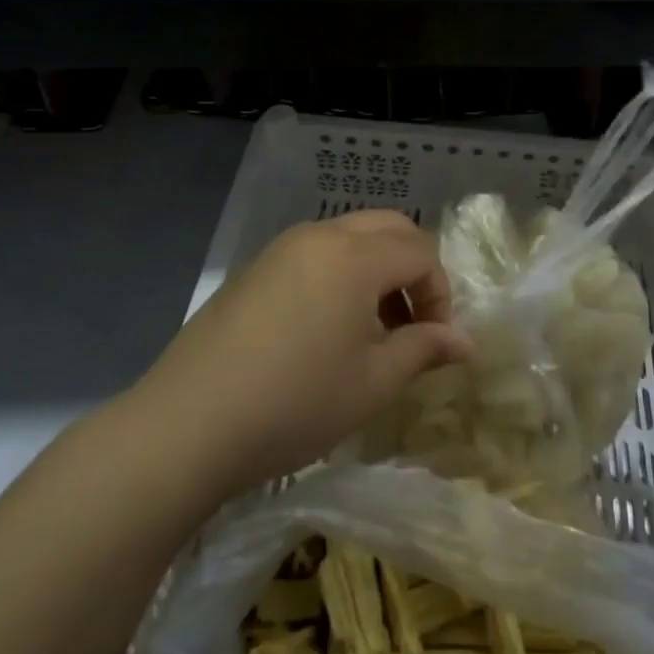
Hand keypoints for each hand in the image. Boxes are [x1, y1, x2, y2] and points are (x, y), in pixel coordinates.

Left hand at [132, 211, 469, 496]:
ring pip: (351, 237)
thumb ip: (425, 349)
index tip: (435, 342)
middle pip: (389, 228)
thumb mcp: (374, 382)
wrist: (187, 425)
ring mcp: (282, 248)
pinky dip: (341, 275)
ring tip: (372, 330)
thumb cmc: (296, 402)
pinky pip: (316, 253)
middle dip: (414, 269)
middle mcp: (320, 236)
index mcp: (355, 256)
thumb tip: (466, 341)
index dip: (440, 294)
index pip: (421, 253)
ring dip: (378, 270)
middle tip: (412, 323)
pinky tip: (327, 330)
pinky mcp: (255, 269)